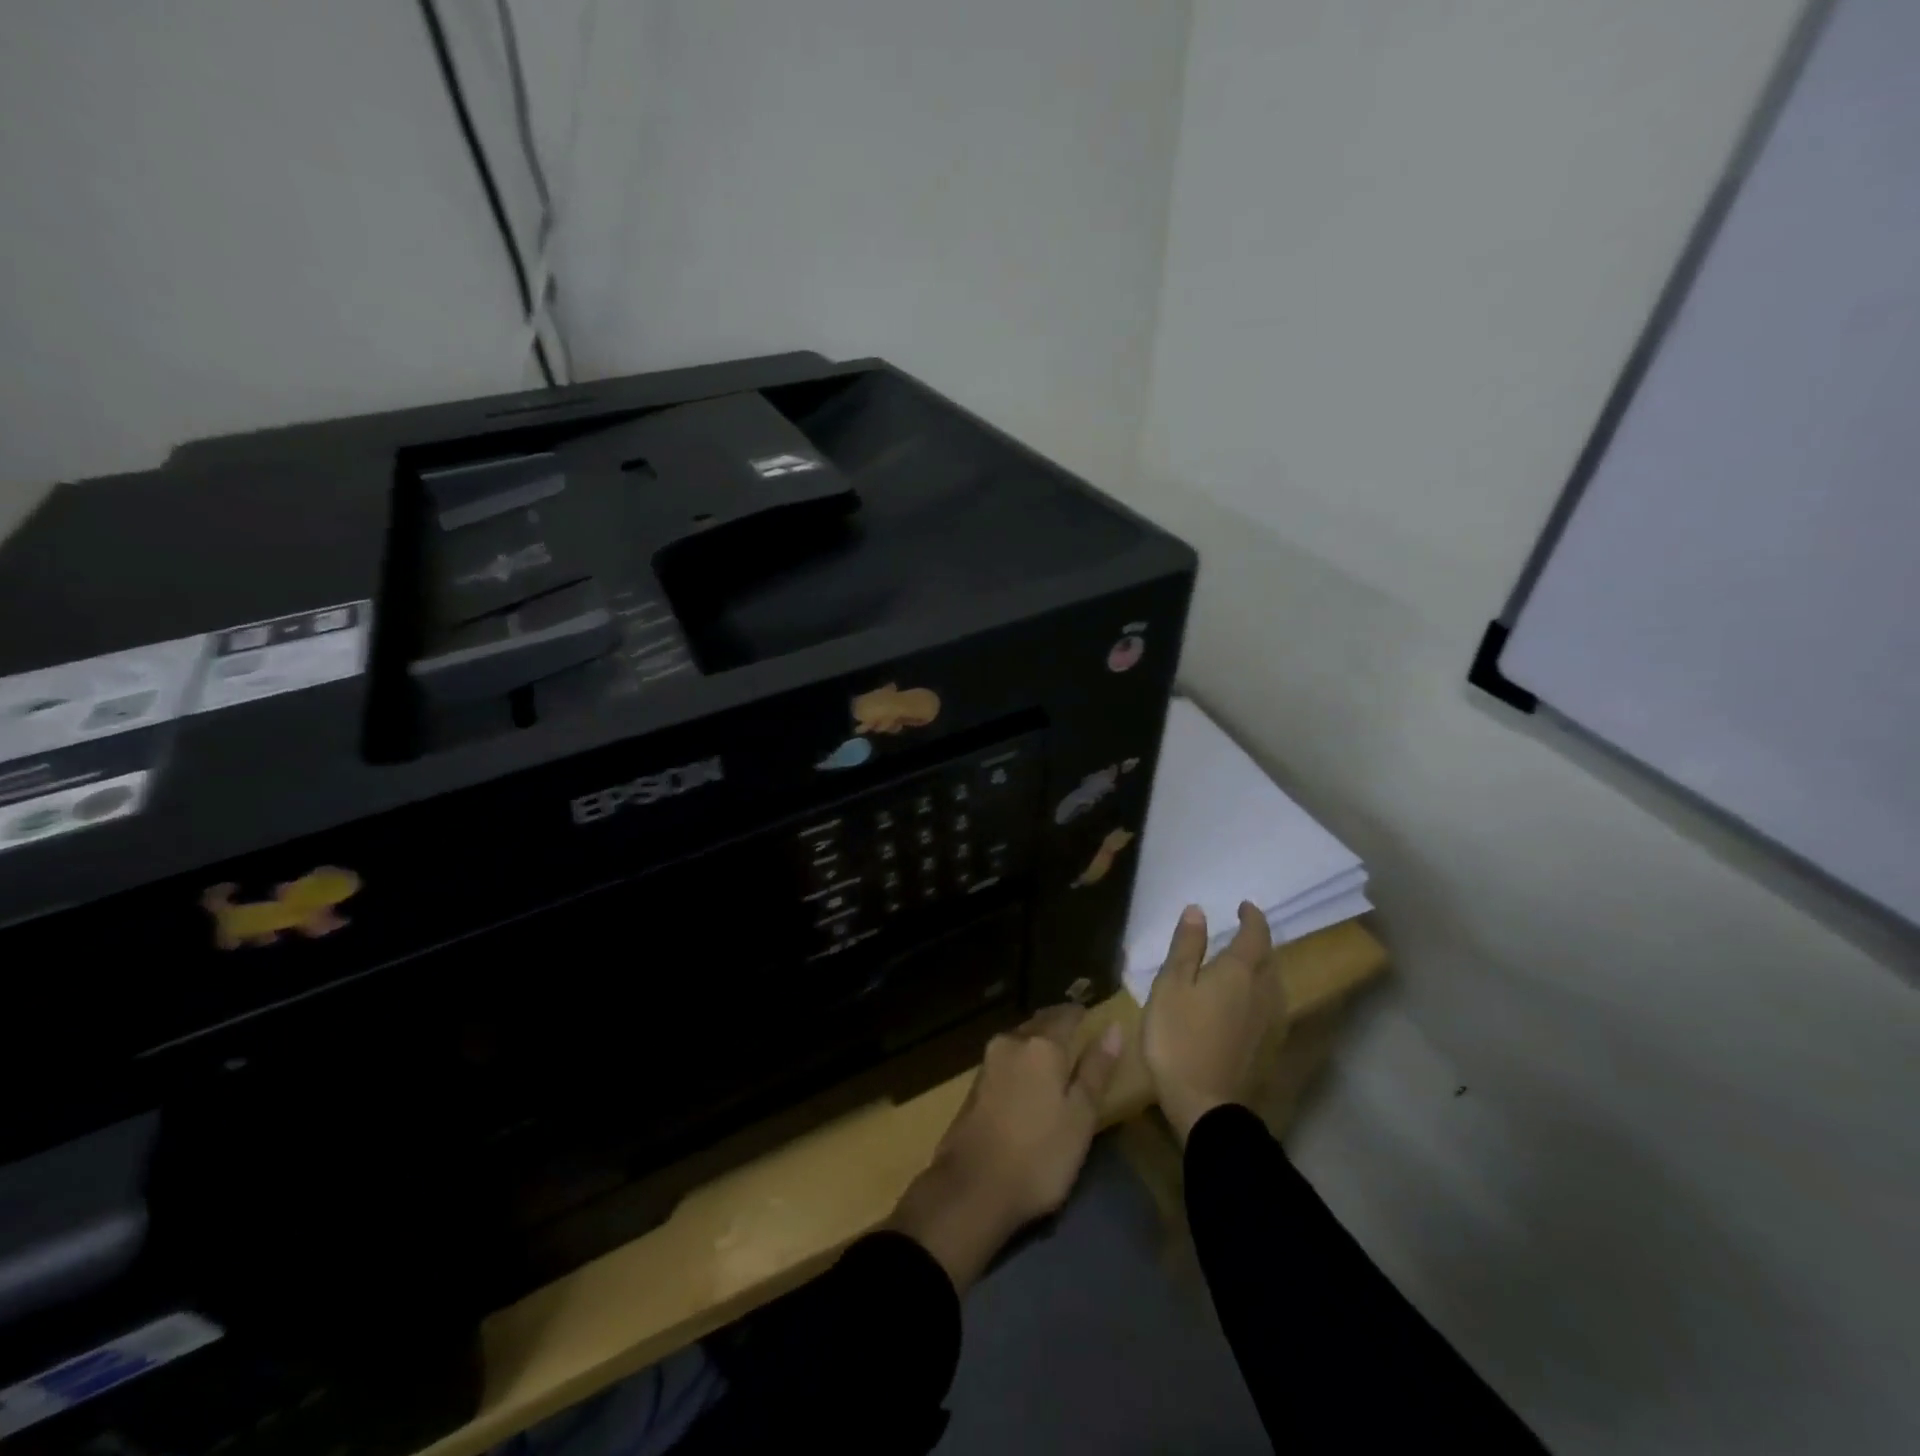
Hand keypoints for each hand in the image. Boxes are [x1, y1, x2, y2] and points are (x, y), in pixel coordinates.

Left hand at [889, 1006, 1122, 1290]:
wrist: (971, 1189)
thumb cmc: (1039, 1155)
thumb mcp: (1080, 1117)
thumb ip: (1096, 1070)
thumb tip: (1112, 1028)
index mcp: (1041, 1045)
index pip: (1066, 1015)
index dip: (1081, 1014)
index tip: (1093, 1016)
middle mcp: (1012, 1042)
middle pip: (1040, 1023)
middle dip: (1058, 1024)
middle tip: (1078, 1030)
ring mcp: (988, 1062)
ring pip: (1021, 1039)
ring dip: (1038, 1041)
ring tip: (1058, 1054)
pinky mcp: (974, 1084)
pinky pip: (1007, 1058)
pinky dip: (1023, 1060)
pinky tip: (1030, 1078)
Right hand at [1143, 902, 1277, 1144]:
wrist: (1203, 1101)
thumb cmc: (1179, 1036)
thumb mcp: (1171, 985)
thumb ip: (1186, 947)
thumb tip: (1199, 911)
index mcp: (1239, 971)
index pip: (1255, 935)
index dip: (1252, 918)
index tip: (1244, 906)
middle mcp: (1262, 991)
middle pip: (1268, 958)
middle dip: (1257, 941)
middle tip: (1240, 931)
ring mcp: (1267, 1020)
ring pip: (1271, 982)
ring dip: (1260, 966)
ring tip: (1239, 961)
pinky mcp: (1264, 1044)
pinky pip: (1267, 1003)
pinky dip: (1257, 990)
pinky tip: (1242, 998)